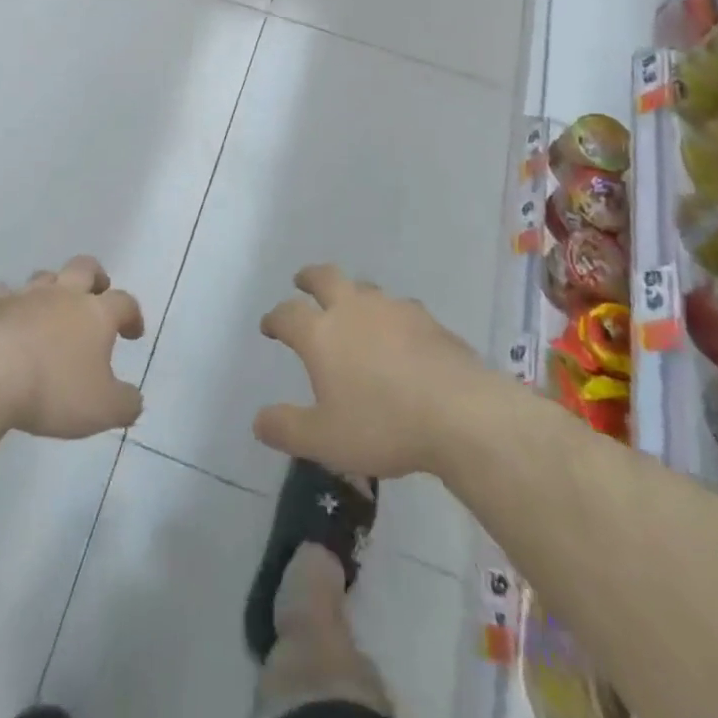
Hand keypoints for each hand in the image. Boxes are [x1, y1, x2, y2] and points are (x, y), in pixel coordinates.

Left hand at [0, 256, 145, 438]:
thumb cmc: (53, 390)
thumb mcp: (102, 409)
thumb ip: (125, 403)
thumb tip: (134, 399)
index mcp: (96, 313)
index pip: (124, 302)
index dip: (132, 314)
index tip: (133, 333)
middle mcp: (63, 294)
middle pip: (85, 267)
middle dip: (96, 277)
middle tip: (97, 294)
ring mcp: (24, 296)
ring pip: (45, 276)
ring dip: (53, 288)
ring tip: (51, 309)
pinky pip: (5, 294)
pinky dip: (11, 304)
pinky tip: (9, 320)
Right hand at [254, 265, 482, 478]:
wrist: (460, 413)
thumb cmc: (383, 425)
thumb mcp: (325, 440)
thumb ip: (288, 428)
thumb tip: (258, 421)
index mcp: (321, 333)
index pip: (287, 314)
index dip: (275, 318)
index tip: (269, 326)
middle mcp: (353, 309)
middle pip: (325, 277)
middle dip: (309, 278)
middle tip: (302, 282)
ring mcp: (393, 309)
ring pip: (364, 287)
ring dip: (352, 293)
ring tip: (352, 307)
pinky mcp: (427, 319)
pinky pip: (400, 308)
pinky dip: (390, 316)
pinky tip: (400, 334)